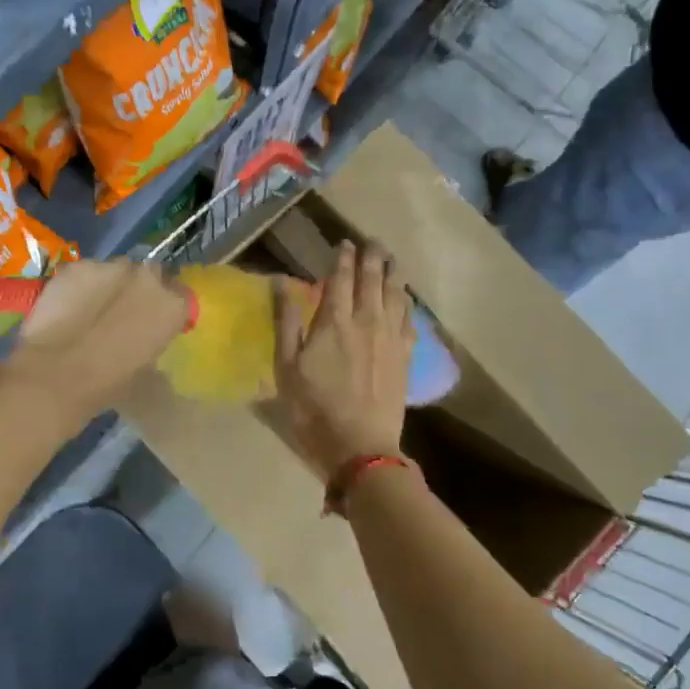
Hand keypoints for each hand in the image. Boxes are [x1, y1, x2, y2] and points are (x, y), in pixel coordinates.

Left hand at [0, 259, 189, 428]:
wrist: (55, 376)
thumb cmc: (107, 385)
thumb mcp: (146, 370)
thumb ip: (152, 342)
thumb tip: (144, 338)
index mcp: (172, 305)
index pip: (180, 295)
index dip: (164, 306)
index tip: (153, 319)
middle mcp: (147, 277)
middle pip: (150, 273)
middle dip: (139, 288)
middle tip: (121, 311)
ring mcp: (110, 267)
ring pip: (115, 270)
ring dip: (109, 284)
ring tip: (89, 309)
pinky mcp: (77, 267)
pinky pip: (85, 272)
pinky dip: (80, 285)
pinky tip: (66, 307)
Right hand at [274, 242, 413, 477]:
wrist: (359, 446)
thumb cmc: (314, 407)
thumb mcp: (287, 366)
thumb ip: (285, 321)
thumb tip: (280, 281)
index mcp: (334, 321)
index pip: (341, 278)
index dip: (343, 257)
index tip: (344, 242)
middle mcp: (367, 321)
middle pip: (373, 280)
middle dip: (372, 257)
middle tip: (373, 242)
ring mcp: (390, 338)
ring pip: (396, 295)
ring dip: (393, 274)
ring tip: (392, 261)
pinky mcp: (405, 357)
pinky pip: (409, 320)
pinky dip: (407, 304)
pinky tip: (405, 302)